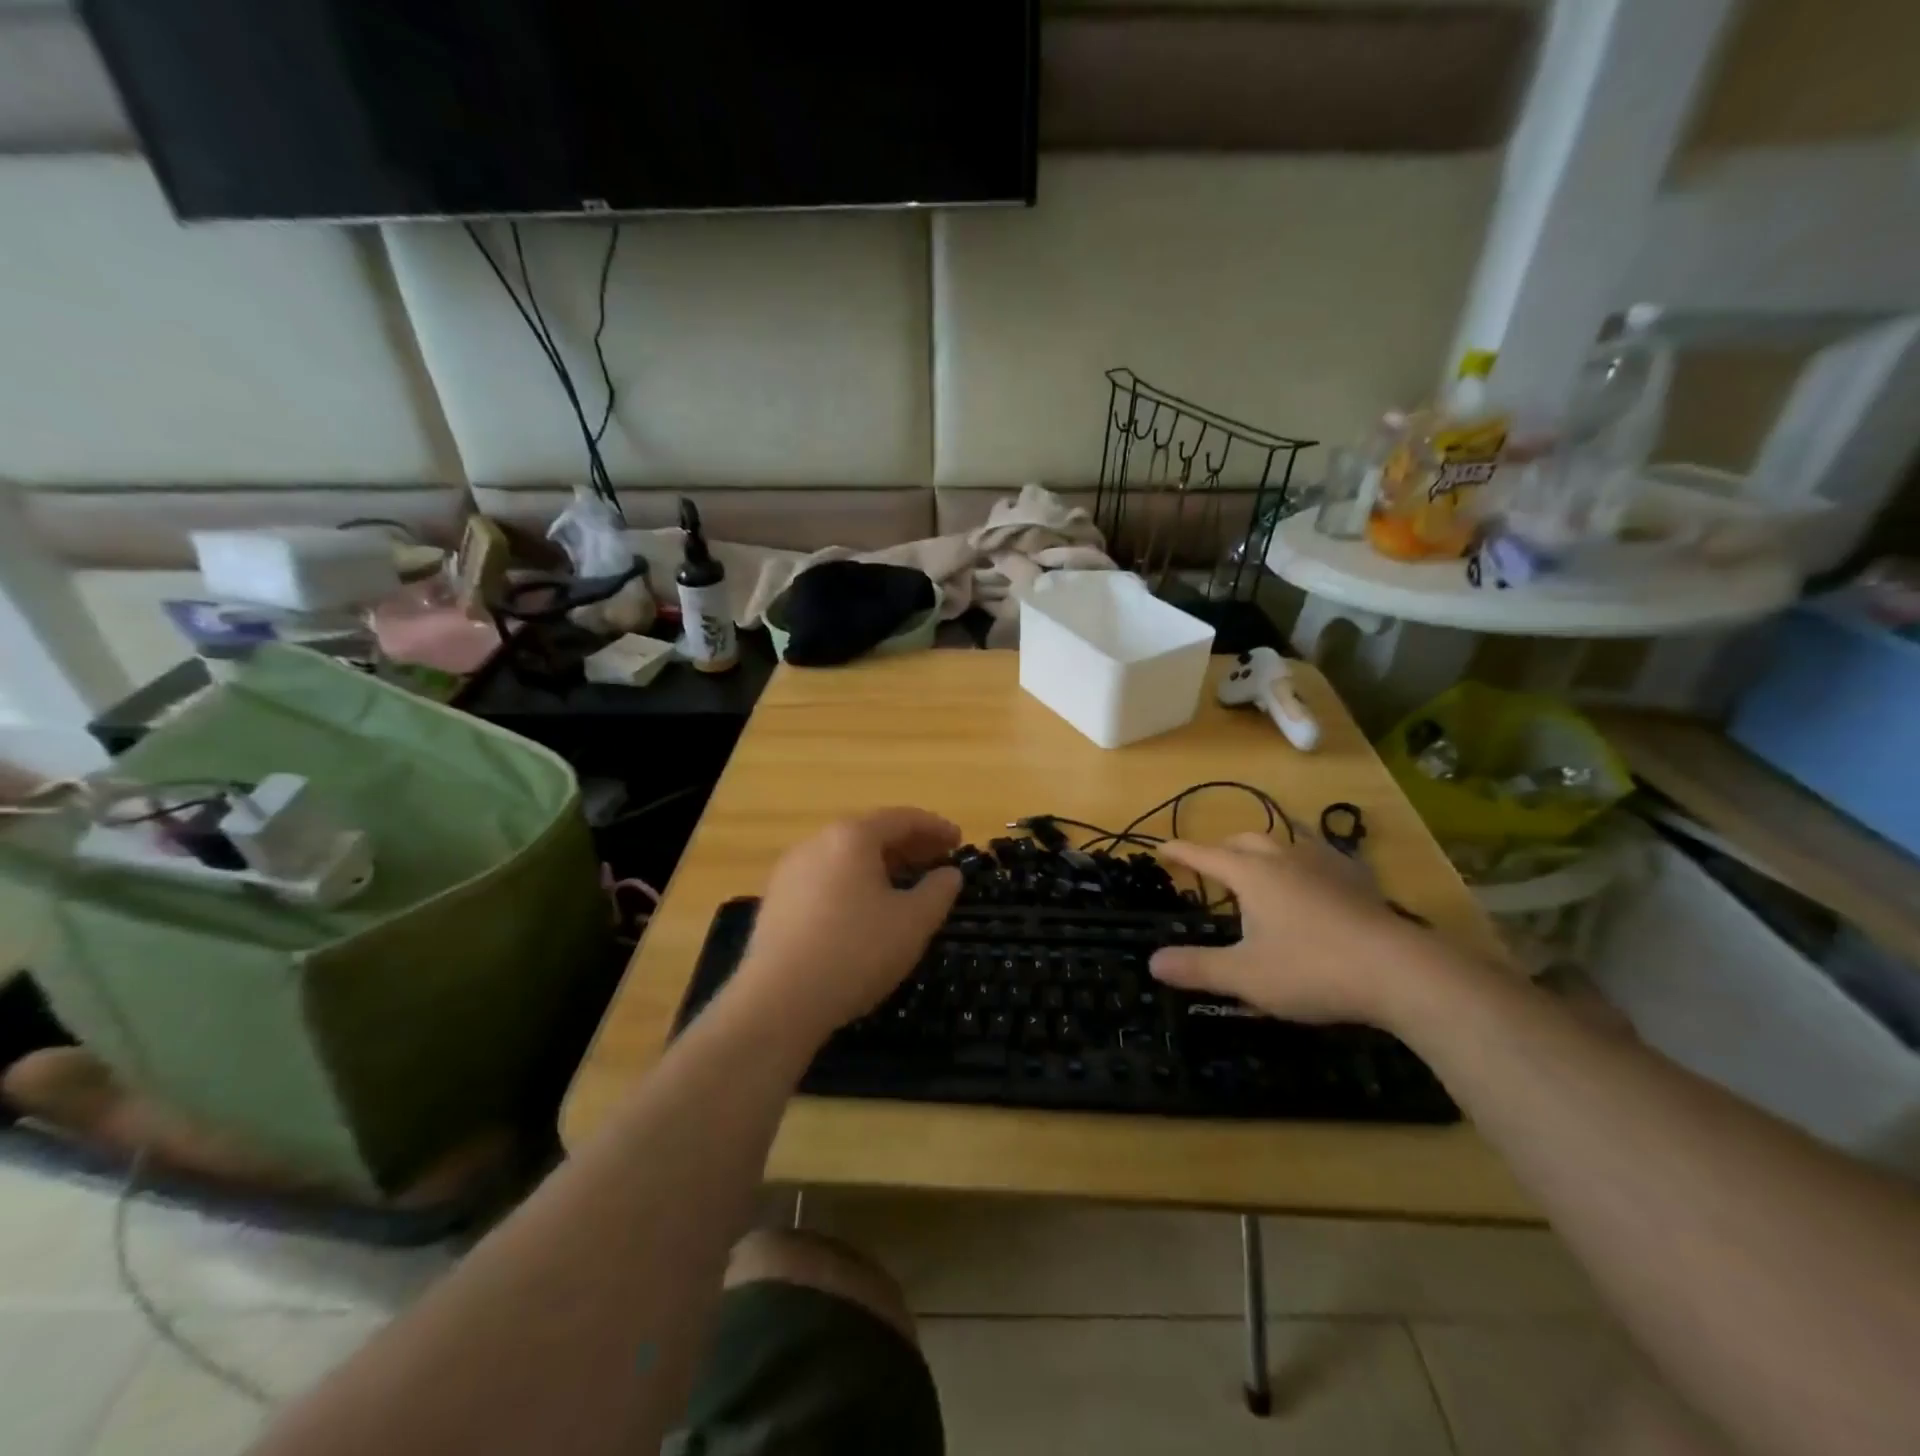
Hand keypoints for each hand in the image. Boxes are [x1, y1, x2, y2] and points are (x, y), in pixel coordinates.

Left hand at [730, 808, 962, 1042]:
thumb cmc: (856, 952)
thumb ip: (938, 891)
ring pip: (845, 857)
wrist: (778, 1001)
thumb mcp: (913, 922)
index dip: (935, 828)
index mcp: (851, 837)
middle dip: (909, 845)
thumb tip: (949, 873)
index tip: (959, 842)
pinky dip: (854, 882)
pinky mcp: (777, 900)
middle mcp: (817, 843)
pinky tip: (866, 909)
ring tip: (906, 885)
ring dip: (880, 864)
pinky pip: (826, 878)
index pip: (902, 819)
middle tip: (938, 861)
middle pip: (871, 833)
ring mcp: (791, 871)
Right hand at [1148, 832, 1447, 1025]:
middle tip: (1209, 867)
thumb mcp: (1245, 976)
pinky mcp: (1358, 880)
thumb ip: (1197, 968)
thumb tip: (1152, 962)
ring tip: (1258, 869)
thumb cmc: (1312, 970)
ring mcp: (1325, 865)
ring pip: (1284, 842)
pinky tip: (1312, 879)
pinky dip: (1302, 860)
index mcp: (1252, 874)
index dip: (1180, 852)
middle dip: (1221, 849)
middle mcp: (1285, 858)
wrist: (1400, 972)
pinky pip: (1320, 855)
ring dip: (1262, 851)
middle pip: (1244, 840)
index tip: (1160, 847)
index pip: (1205, 855)